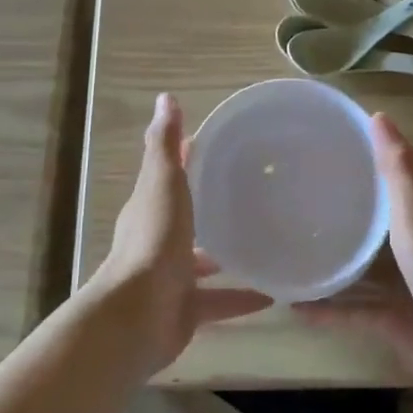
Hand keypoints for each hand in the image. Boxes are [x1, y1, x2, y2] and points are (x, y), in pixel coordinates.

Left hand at [83, 93, 271, 375]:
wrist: (138, 314)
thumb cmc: (153, 240)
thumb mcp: (162, 183)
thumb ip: (164, 144)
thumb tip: (165, 97)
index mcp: (151, 208)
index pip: (170, 176)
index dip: (189, 160)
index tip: (220, 147)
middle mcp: (158, 241)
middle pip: (188, 219)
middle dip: (212, 208)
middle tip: (255, 195)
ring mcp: (171, 278)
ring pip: (204, 262)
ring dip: (229, 254)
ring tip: (269, 242)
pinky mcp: (186, 310)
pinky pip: (219, 301)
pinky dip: (242, 298)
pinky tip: (274, 294)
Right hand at [296, 113, 412, 391]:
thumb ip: (397, 170)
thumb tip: (378, 114)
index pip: (392, 181)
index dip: (367, 163)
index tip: (328, 148)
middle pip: (373, 225)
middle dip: (342, 215)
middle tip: (296, 201)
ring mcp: (402, 288)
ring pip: (360, 271)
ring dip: (331, 264)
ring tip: (289, 252)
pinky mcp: (392, 323)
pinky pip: (353, 313)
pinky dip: (327, 311)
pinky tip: (294, 308)